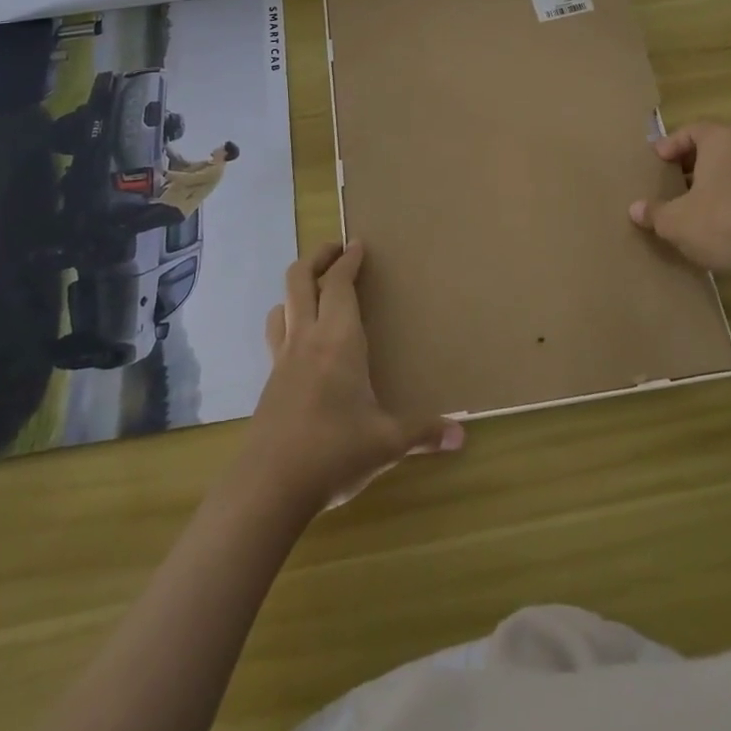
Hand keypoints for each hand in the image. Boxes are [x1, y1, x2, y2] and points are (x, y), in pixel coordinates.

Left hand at [240, 241, 464, 510]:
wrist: (268, 487)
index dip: (348, 261)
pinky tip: (302, 343)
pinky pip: (277, 335)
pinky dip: (289, 321)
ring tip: (315, 289)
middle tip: (335, 249)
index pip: (340, 284)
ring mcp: (282, 359)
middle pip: (300, 280)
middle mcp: (307, 339)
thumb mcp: (387, 443)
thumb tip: (461, 435)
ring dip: (297, 288)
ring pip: (282, 304)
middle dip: (317, 257)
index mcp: (339, 340)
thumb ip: (423, 433)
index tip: (358, 244)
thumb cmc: (334, 452)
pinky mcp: (269, 382)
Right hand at [628, 121, 730, 274]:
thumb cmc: (721, 224)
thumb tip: (635, 209)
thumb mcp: (675, 222)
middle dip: (690, 161)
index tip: (657, 161)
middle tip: (671, 178)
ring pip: (730, 164)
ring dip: (710, 178)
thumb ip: (653, 212)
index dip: (670, 145)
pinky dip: (729, 192)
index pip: (691, 130)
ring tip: (692, 200)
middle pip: (712, 145)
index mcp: (721, 139)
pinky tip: (717, 217)